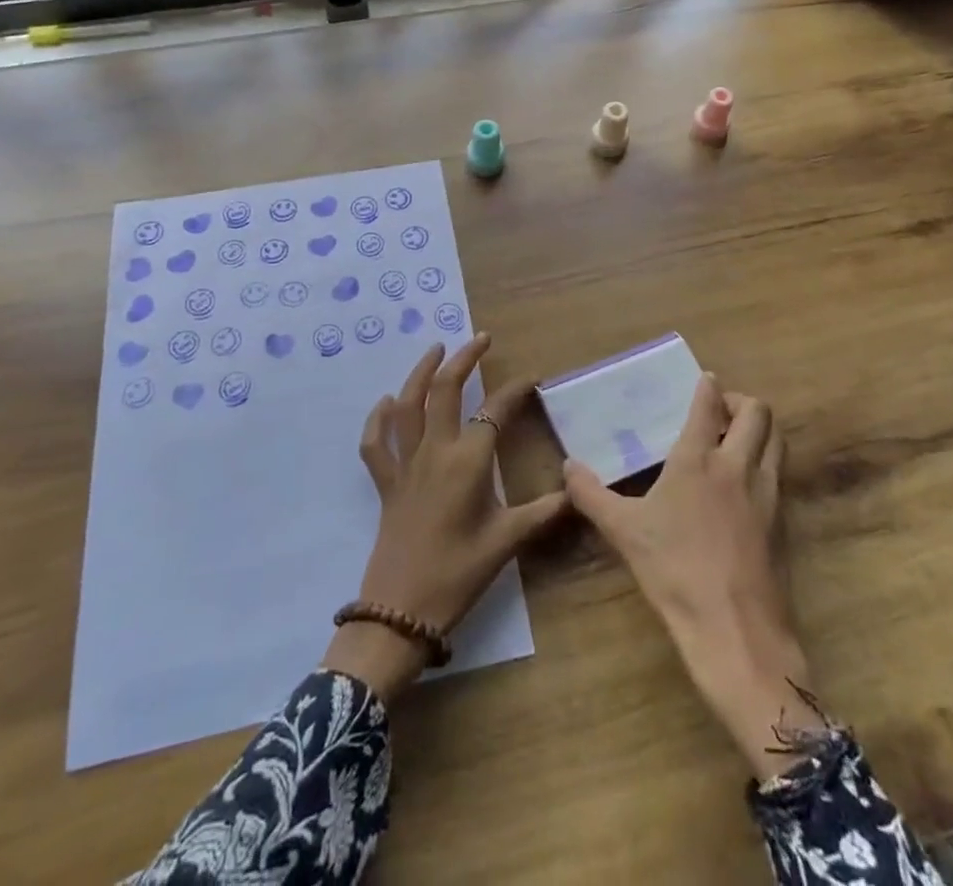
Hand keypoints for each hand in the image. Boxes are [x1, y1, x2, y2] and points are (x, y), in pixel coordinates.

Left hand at [323, 335, 567, 700]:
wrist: (401, 611)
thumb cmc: (459, 574)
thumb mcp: (507, 542)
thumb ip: (543, 512)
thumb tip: (577, 491)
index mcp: (469, 461)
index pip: (495, 411)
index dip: (515, 391)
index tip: (531, 380)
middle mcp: (435, 451)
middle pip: (445, 390)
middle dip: (464, 359)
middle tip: (481, 340)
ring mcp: (405, 464)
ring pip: (407, 405)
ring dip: (420, 372)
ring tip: (435, 350)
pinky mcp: (385, 482)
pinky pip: (375, 443)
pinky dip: (378, 419)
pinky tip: (387, 403)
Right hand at [565, 374, 821, 776]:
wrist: (736, 631)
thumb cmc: (674, 571)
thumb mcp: (623, 531)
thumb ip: (590, 494)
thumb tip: (567, 466)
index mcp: (698, 459)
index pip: (708, 405)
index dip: (707, 387)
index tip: (704, 379)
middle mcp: (738, 466)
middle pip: (758, 413)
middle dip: (741, 402)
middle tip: (720, 411)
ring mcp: (767, 494)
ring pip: (776, 441)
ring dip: (760, 430)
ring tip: (736, 440)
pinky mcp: (783, 523)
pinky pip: (780, 475)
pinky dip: (766, 464)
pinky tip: (745, 486)